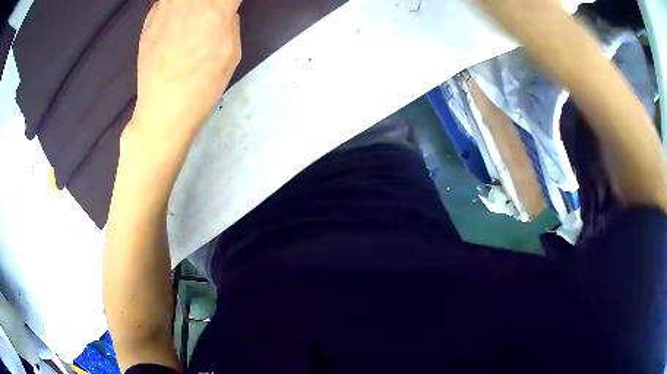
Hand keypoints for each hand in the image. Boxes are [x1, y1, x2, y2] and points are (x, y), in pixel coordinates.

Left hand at [131, 0, 241, 140]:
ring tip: (191, 17)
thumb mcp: (232, 52)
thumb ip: (229, 21)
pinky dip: (173, 6)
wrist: (163, 109)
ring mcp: (165, 9)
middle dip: (208, 3)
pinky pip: (165, 1)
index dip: (228, 2)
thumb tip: (223, 11)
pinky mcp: (148, 19)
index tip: (228, 8)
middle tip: (209, 14)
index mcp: (216, 10)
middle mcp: (189, 2)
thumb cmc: (203, 85)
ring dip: (189, 5)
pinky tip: (175, 20)